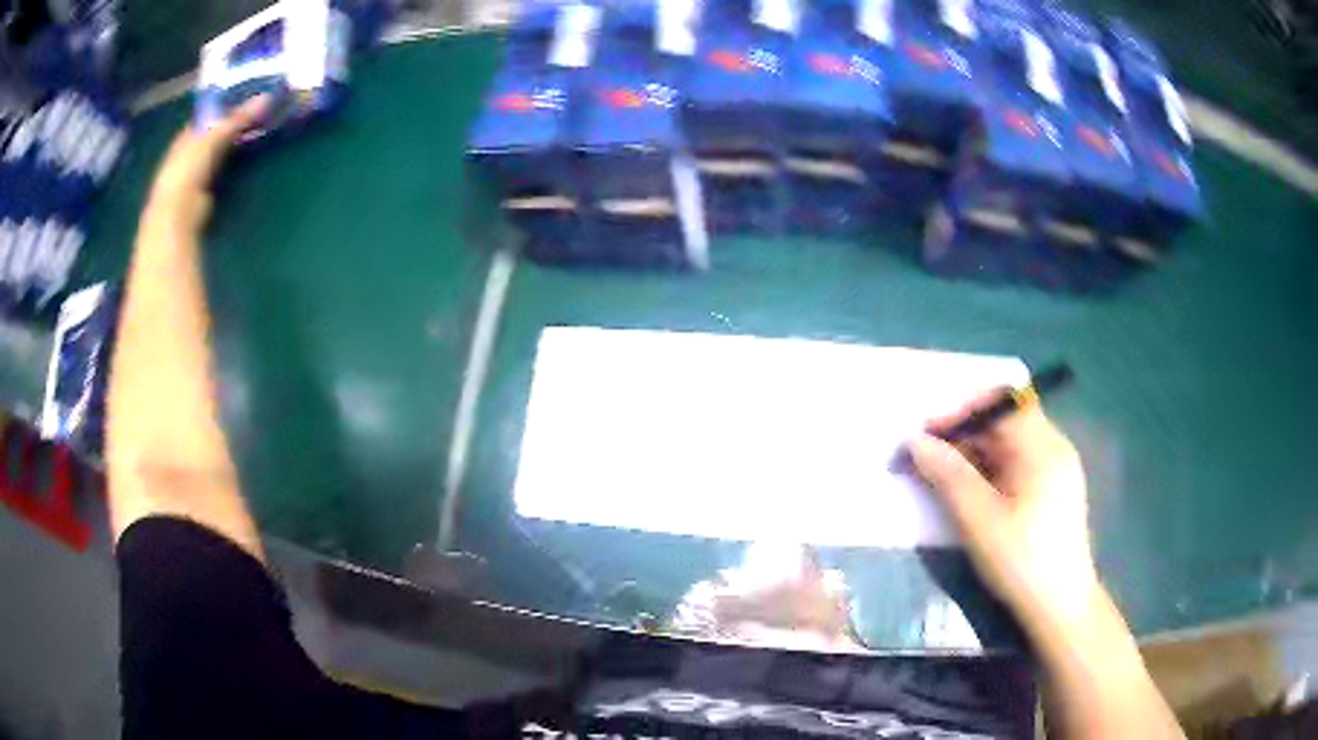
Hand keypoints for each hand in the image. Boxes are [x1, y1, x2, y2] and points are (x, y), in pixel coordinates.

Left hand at [143, 96, 269, 232]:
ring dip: (237, 144)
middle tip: (261, 112)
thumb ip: (238, 118)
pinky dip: (236, 163)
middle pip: (216, 133)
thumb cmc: (189, 169)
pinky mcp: (205, 192)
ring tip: (261, 132)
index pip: (209, 115)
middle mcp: (189, 152)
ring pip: (221, 151)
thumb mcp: (215, 136)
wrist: (178, 213)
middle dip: (235, 124)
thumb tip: (267, 97)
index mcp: (187, 135)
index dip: (228, 104)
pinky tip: (250, 158)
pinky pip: (224, 170)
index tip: (250, 95)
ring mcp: (196, 174)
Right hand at [908, 395, 1099, 629]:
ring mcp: (1055, 469)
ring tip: (940, 478)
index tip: (926, 433)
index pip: (1001, 402)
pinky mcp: (1052, 490)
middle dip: (962, 433)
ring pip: (1008, 444)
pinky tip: (969, 494)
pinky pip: (1016, 464)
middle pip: (1004, 421)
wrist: (1060, 606)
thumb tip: (914, 441)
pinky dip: (988, 470)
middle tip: (926, 459)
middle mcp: (1053, 448)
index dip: (961, 410)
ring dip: (972, 453)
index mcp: (1043, 447)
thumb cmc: (1021, 561)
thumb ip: (948, 475)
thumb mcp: (979, 520)